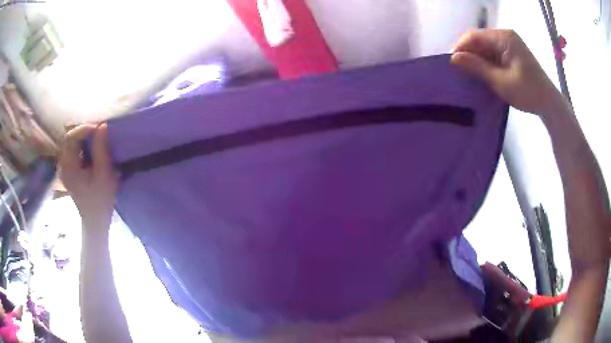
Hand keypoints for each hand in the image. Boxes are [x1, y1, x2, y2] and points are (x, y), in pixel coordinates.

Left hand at [59, 124, 117, 226]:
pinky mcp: (69, 169)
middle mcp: (63, 164)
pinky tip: (93, 148)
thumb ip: (101, 150)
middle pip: (70, 138)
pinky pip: (74, 149)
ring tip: (98, 138)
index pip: (70, 138)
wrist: (96, 221)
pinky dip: (83, 144)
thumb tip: (102, 126)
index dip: (84, 128)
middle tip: (99, 132)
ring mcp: (65, 167)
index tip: (99, 128)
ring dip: (84, 137)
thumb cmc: (100, 200)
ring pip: (72, 142)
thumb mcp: (104, 175)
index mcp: (68, 167)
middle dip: (85, 131)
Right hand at [451, 29, 564, 116]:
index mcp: (504, 38)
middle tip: (459, 72)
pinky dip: (486, 63)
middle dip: (468, 54)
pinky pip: (492, 53)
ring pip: (485, 47)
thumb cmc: (528, 92)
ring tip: (468, 75)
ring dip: (476, 60)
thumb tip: (453, 58)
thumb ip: (477, 67)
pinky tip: (482, 74)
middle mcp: (505, 36)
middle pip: (479, 40)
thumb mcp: (501, 81)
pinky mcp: (511, 52)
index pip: (474, 36)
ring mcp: (509, 43)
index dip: (460, 47)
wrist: (549, 103)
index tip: (451, 64)